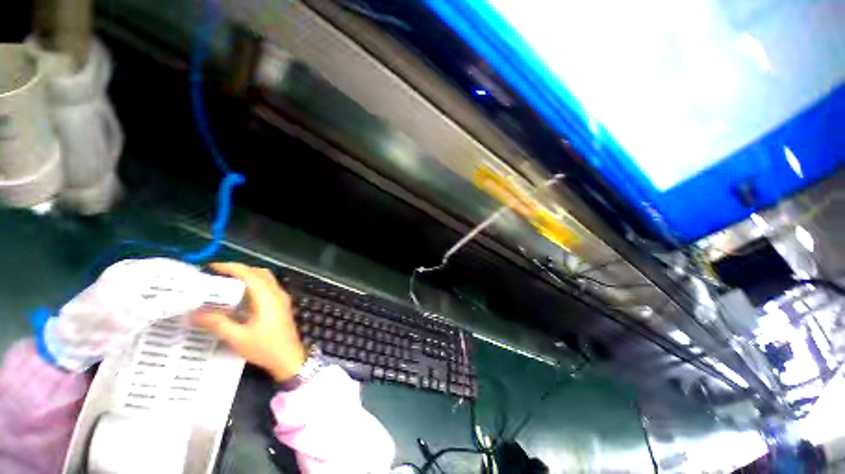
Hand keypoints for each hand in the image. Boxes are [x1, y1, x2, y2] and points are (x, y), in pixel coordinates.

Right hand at [191, 262, 305, 381]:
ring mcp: (282, 299)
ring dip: (248, 278)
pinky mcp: (281, 306)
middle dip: (240, 270)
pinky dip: (254, 286)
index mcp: (268, 297)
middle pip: (260, 273)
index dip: (232, 267)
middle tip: (217, 276)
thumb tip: (194, 313)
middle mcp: (277, 294)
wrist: (289, 358)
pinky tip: (240, 298)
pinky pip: (268, 289)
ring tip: (225, 284)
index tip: (212, 267)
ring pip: (265, 280)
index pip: (250, 274)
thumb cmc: (265, 347)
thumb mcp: (238, 337)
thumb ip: (217, 323)